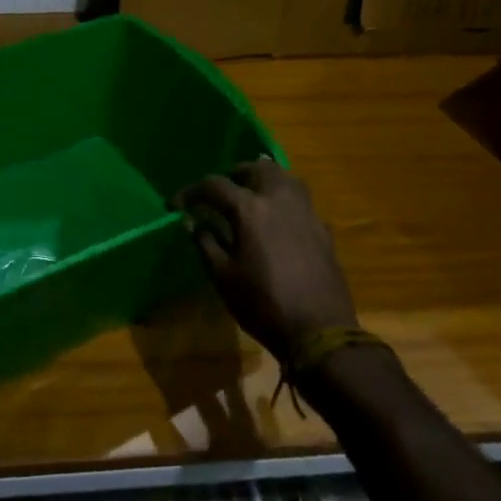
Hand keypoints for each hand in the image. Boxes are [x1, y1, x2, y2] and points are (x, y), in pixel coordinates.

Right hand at [176, 157, 357, 361]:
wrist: (320, 333)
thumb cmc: (263, 304)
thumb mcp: (223, 277)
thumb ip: (205, 243)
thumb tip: (191, 222)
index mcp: (249, 210)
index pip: (214, 185)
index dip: (191, 192)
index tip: (177, 205)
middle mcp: (279, 201)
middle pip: (258, 168)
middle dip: (236, 174)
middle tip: (222, 192)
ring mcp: (306, 214)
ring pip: (286, 178)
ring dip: (266, 180)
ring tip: (252, 196)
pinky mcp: (323, 231)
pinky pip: (302, 202)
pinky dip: (285, 202)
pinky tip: (278, 222)